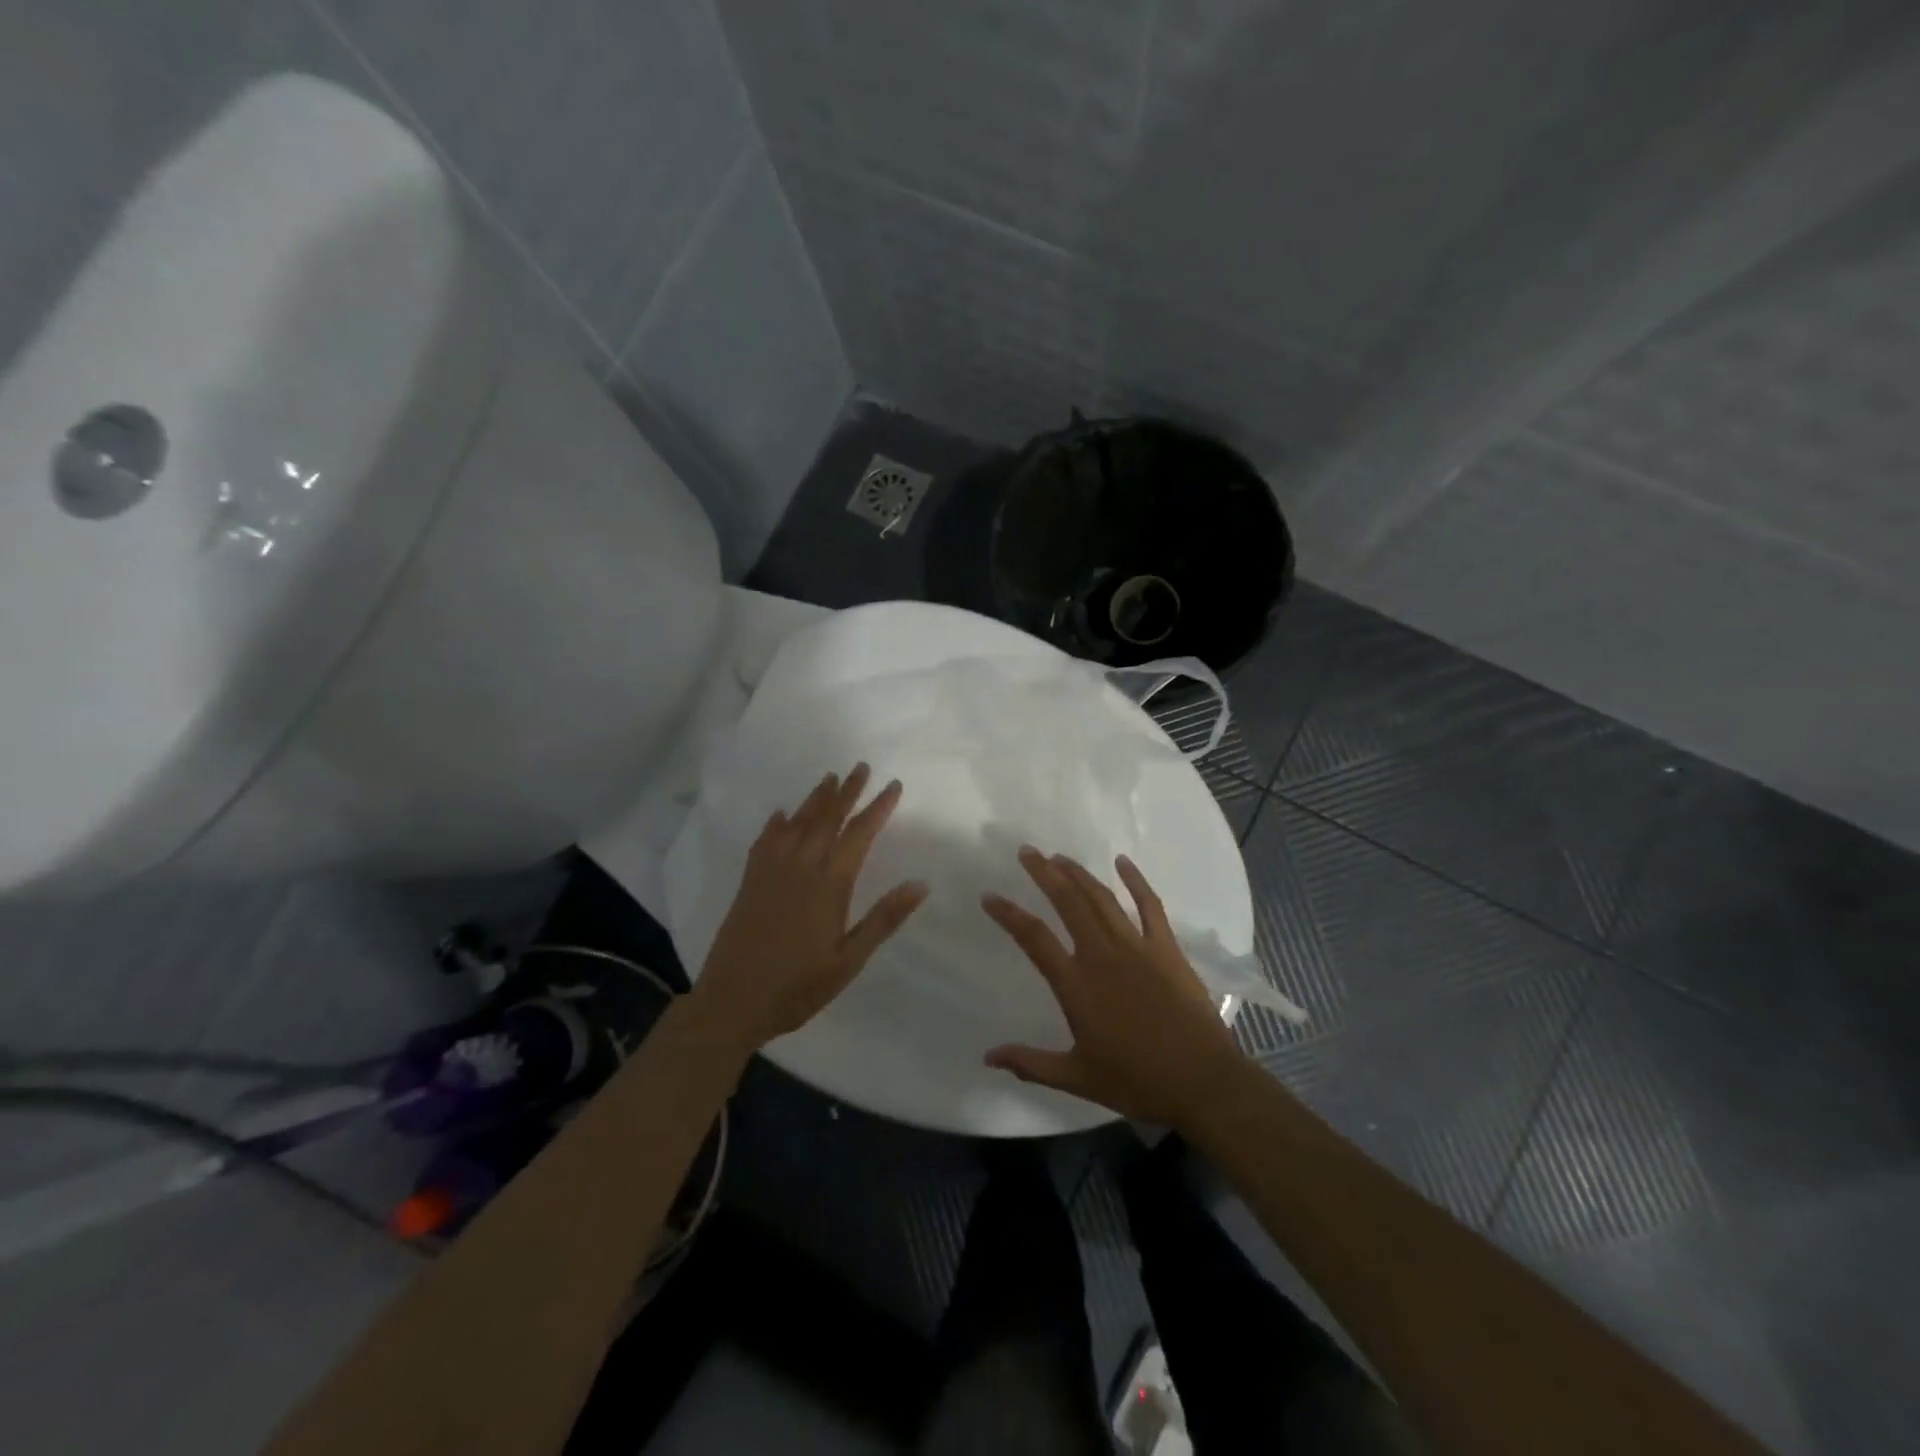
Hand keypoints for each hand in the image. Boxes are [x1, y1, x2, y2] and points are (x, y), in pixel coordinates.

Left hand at [691, 763, 928, 1056]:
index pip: (859, 834)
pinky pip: (765, 841)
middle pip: (827, 819)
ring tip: (829, 778)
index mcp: (830, 884)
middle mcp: (801, 867)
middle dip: (847, 791)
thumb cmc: (799, 986)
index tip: (893, 785)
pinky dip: (776, 823)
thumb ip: (884, 919)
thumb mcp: (850, 959)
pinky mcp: (750, 881)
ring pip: (797, 823)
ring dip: (815, 799)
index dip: (878, 808)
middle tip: (861, 767)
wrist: (732, 1001)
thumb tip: (921, 884)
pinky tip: (781, 814)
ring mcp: (771, 871)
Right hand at [981, 847, 1248, 1126]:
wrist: (1202, 1082)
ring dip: (1079, 874)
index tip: (990, 896)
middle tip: (1027, 852)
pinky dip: (1136, 880)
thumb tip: (988, 1057)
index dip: (1009, 914)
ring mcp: (1137, 947)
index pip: (1034, 938)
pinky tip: (1123, 862)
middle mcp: (1102, 955)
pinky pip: (1149, 906)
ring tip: (1059, 857)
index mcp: (1077, 985)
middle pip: (1068, 903)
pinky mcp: (1166, 948)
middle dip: (1045, 873)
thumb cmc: (1137, 1081)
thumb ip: (1031, 1063)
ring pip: (1102, 898)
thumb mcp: (1077, 1078)